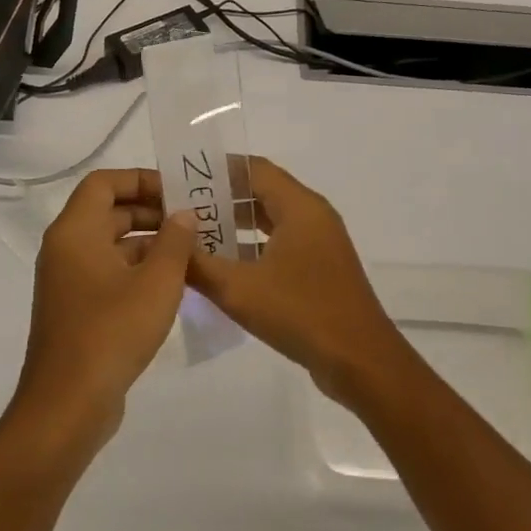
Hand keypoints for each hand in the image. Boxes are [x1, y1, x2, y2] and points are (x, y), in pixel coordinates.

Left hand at [11, 168, 197, 452]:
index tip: (178, 193)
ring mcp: (69, 281)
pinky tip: (174, 284)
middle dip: (152, 212)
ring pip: (111, 245)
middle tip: (194, 221)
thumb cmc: (112, 332)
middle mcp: (66, 249)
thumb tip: (184, 215)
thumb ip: (175, 241)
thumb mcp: (157, 282)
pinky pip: (109, 273)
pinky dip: (138, 270)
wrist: (68, 405)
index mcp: (75, 232)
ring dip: (149, 243)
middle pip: (108, 212)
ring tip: (193, 251)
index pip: (104, 183)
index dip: (141, 180)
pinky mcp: (77, 310)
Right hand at [187, 156, 413, 405]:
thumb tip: (170, 240)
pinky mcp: (320, 269)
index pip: (254, 169)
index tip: (181, 177)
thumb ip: (198, 263)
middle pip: (262, 192)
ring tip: (194, 234)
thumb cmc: (301, 313)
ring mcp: (320, 244)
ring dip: (236, 225)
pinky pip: (281, 245)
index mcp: (300, 207)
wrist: (360, 361)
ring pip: (272, 221)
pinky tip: (224, 267)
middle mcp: (313, 216)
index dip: (218, 169)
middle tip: (180, 208)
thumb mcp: (238, 289)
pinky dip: (253, 248)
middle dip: (222, 198)